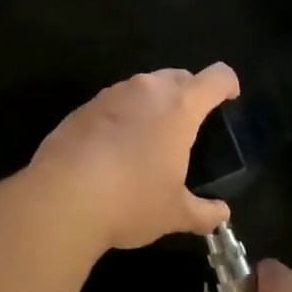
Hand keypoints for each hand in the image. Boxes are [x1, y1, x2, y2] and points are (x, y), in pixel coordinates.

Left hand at [30, 65, 239, 250]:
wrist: (61, 198)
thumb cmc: (131, 201)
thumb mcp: (174, 213)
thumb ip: (203, 212)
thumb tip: (221, 216)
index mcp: (179, 107)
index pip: (215, 78)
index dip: (228, 84)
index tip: (230, 98)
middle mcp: (146, 90)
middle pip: (178, 76)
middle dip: (189, 92)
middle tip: (190, 123)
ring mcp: (110, 95)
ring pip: (142, 87)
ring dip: (153, 103)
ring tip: (150, 138)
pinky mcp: (82, 108)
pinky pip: (113, 103)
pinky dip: (122, 116)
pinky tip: (114, 149)